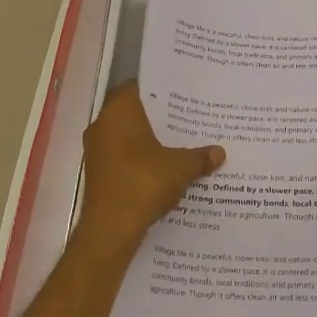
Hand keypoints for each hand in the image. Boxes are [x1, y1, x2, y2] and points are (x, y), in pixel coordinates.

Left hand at [75, 83, 224, 253]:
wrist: (110, 229)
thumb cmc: (144, 183)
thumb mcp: (181, 167)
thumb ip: (200, 156)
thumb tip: (220, 152)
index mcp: (119, 112)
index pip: (136, 87)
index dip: (158, 89)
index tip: (179, 93)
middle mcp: (102, 126)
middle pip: (132, 112)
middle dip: (157, 117)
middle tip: (185, 117)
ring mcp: (96, 151)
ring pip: (125, 136)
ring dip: (147, 140)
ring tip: (178, 143)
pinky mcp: (97, 174)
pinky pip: (121, 157)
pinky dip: (139, 159)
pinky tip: (163, 168)